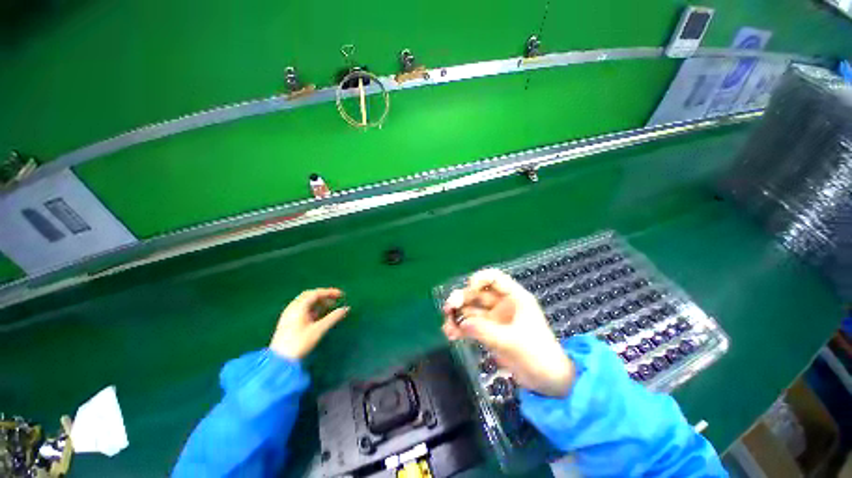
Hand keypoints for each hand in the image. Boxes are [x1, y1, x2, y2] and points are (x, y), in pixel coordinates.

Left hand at [270, 288, 349, 359]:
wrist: (280, 361)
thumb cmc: (300, 343)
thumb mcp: (319, 330)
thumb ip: (333, 318)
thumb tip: (346, 308)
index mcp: (299, 307)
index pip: (316, 293)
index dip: (329, 292)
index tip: (341, 295)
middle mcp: (292, 307)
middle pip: (310, 295)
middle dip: (324, 296)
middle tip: (335, 300)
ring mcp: (289, 314)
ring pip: (305, 302)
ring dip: (318, 302)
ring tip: (329, 307)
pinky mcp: (288, 322)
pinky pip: (302, 309)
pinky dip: (313, 308)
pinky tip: (318, 315)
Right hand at [442, 269, 574, 396]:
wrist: (547, 381)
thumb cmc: (537, 355)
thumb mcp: (512, 341)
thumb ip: (485, 331)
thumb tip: (461, 323)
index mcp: (514, 297)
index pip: (494, 278)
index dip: (479, 279)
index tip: (468, 288)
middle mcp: (502, 304)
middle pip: (477, 293)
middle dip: (461, 298)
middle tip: (448, 309)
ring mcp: (494, 319)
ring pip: (471, 309)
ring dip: (457, 315)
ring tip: (447, 327)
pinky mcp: (489, 332)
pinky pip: (471, 325)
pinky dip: (460, 328)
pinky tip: (451, 334)